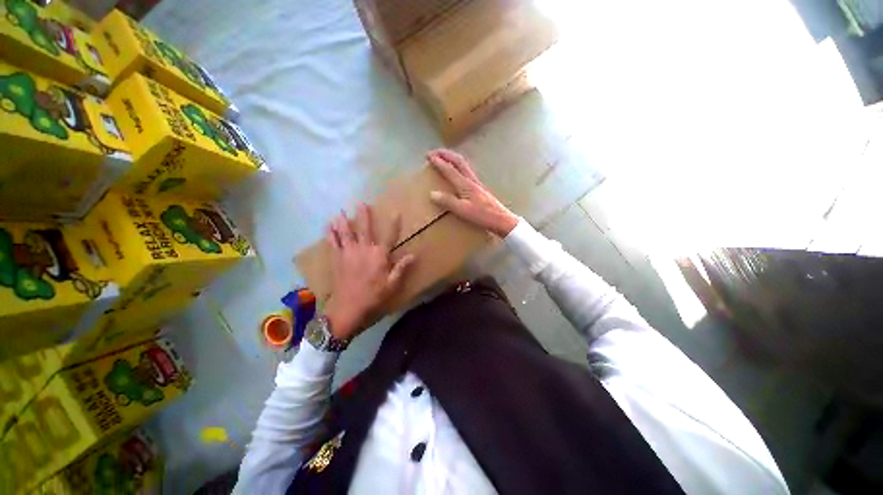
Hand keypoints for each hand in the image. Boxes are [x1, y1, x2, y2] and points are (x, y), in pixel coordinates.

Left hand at [324, 204, 414, 340]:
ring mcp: (348, 253)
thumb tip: (414, 255)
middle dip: (364, 216)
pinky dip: (330, 234)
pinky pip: (333, 243)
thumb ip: (401, 268)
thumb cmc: (373, 296)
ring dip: (343, 221)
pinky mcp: (337, 259)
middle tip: (361, 203)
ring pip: (346, 233)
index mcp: (379, 255)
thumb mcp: (392, 284)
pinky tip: (327, 226)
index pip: (389, 236)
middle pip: (364, 229)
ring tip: (340, 211)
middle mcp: (364, 250)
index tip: (396, 213)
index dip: (394, 225)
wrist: (348, 308)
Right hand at [427, 149, 518, 236]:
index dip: (439, 162)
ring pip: (464, 165)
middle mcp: (471, 180)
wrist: (501, 220)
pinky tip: (458, 173)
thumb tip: (432, 193)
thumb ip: (448, 202)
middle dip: (446, 154)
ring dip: (453, 159)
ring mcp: (477, 183)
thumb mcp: (463, 210)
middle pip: (459, 161)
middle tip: (435, 152)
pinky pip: (467, 171)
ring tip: (444, 158)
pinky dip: (459, 166)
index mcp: (466, 185)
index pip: (450, 169)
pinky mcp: (480, 188)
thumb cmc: (482, 215)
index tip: (429, 156)